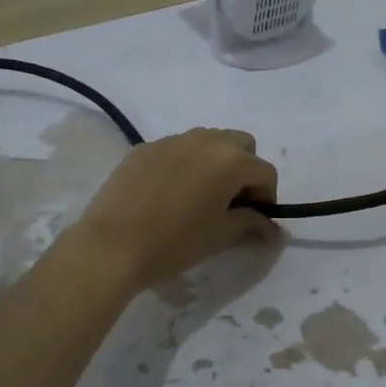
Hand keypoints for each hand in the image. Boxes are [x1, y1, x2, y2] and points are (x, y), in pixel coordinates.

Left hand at [64, 129, 278, 291]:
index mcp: (230, 160)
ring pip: (208, 141)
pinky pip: (177, 149)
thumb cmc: (175, 243)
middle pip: (241, 145)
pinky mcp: (144, 148)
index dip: (267, 198)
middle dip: (244, 170)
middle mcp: (205, 140)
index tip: (255, 221)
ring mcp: (171, 140)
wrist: (111, 246)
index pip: (265, 172)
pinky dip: (185, 164)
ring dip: (215, 163)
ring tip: (200, 196)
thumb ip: (252, 224)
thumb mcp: (220, 236)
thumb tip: (274, 230)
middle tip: (231, 202)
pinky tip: (169, 194)